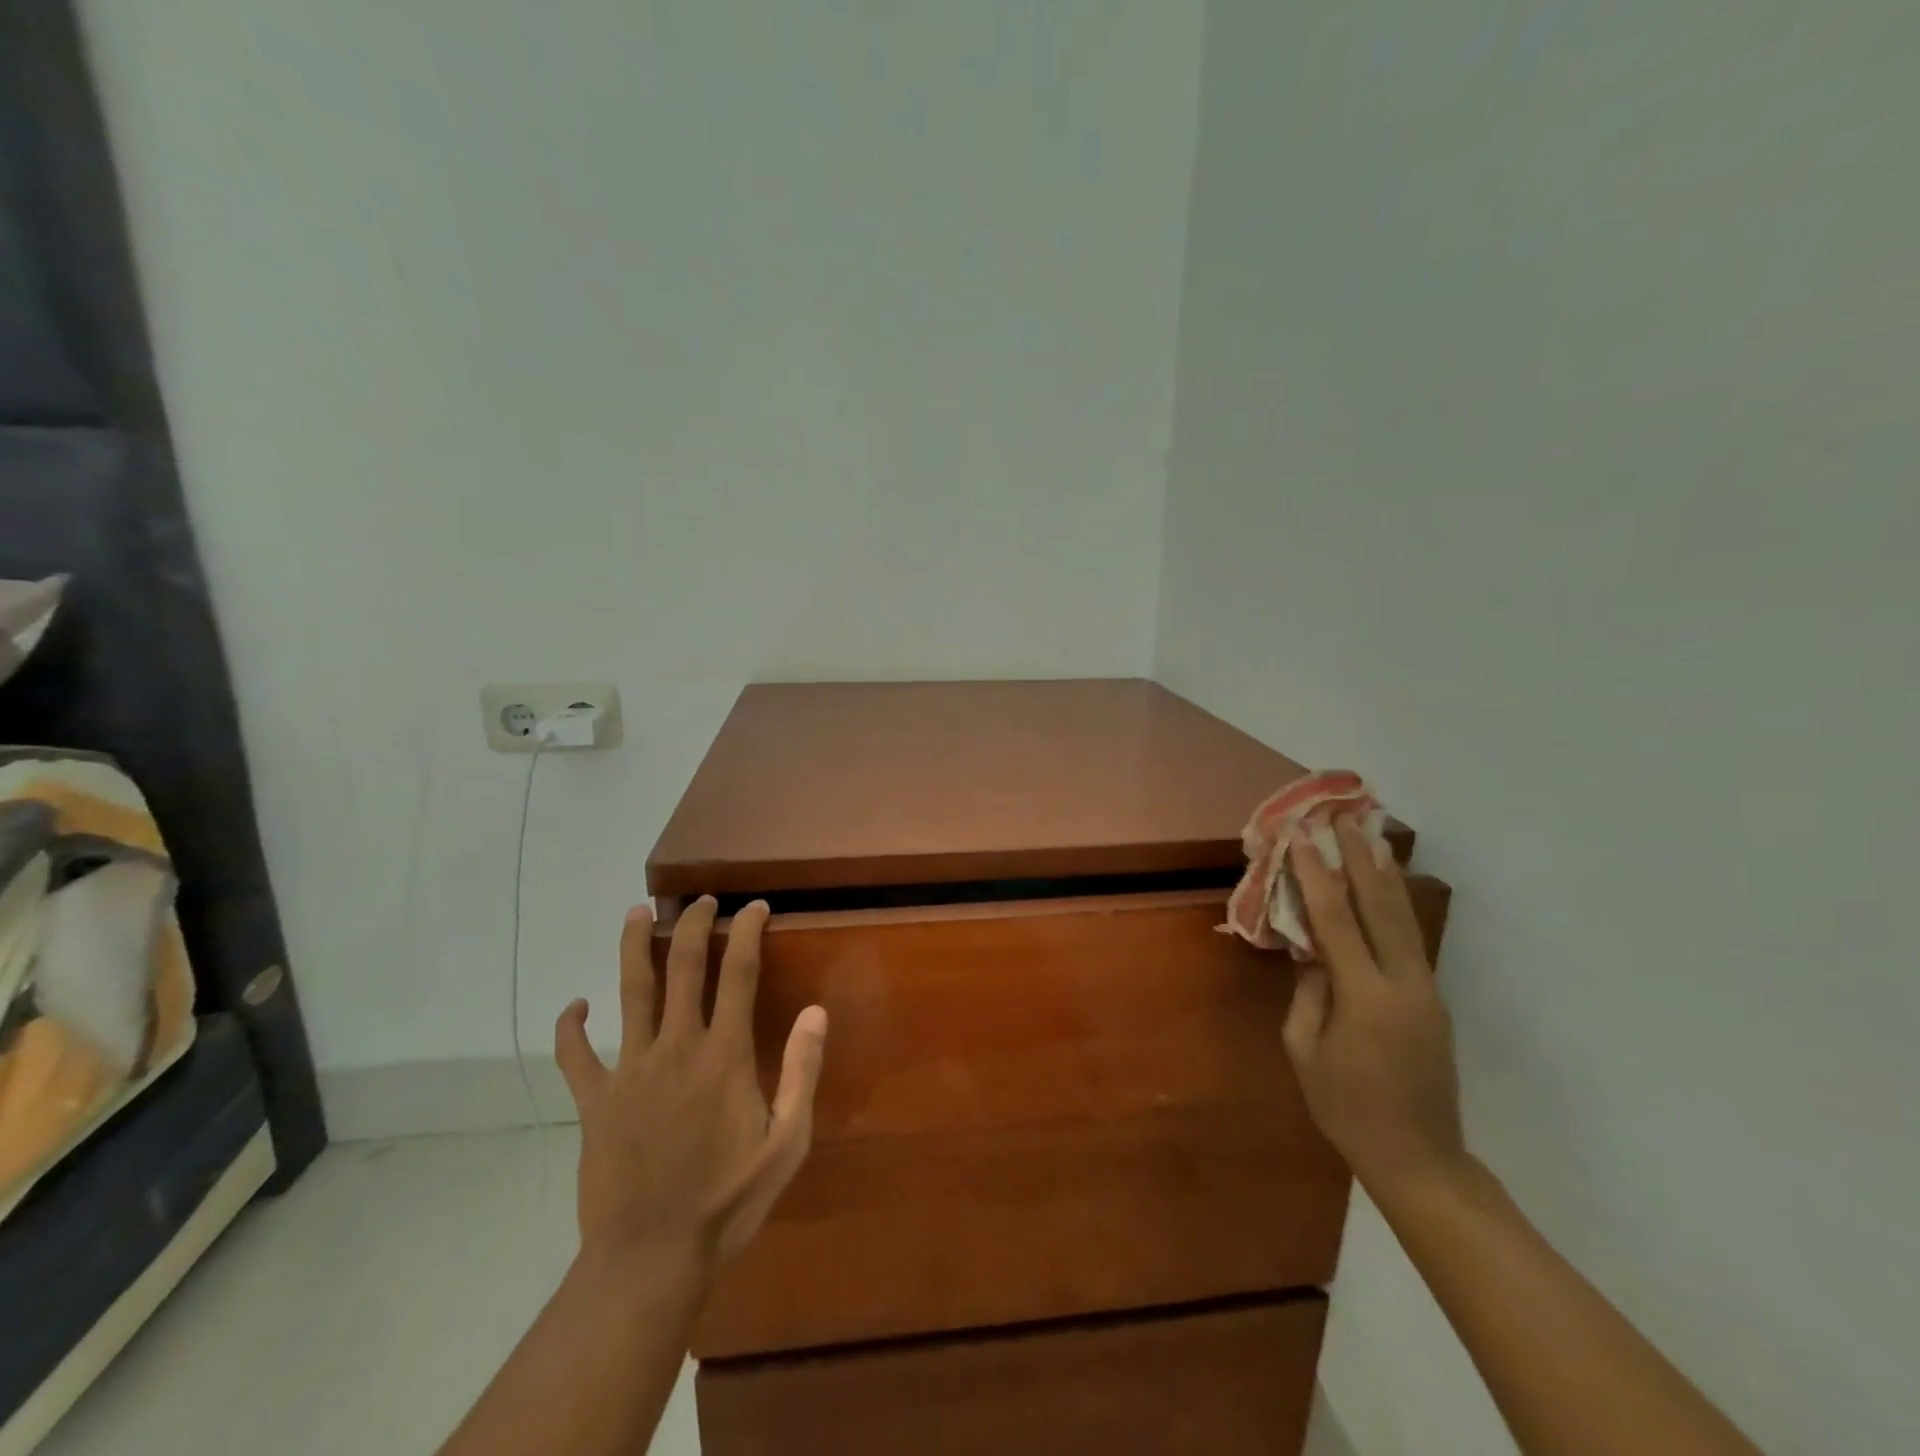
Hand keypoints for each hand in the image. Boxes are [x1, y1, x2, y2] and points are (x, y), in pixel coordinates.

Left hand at [554, 896, 827, 1275]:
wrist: (650, 1259)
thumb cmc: (728, 1202)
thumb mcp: (786, 1143)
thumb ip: (802, 1072)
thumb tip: (815, 1011)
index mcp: (724, 1055)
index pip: (739, 973)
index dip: (748, 932)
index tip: (755, 907)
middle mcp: (676, 1047)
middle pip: (682, 966)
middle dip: (693, 924)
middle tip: (701, 900)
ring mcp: (629, 1071)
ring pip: (629, 992)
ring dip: (632, 947)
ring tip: (634, 913)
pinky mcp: (594, 1101)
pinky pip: (574, 1056)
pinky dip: (570, 1027)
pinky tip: (574, 1007)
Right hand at [1283, 814, 1468, 1200]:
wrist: (1419, 1158)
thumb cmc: (1347, 1108)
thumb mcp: (1305, 1051)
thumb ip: (1307, 993)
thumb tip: (1313, 953)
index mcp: (1366, 997)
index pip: (1336, 921)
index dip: (1316, 876)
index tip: (1303, 837)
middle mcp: (1404, 984)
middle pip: (1382, 907)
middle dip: (1362, 859)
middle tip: (1346, 819)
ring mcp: (1426, 990)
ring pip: (1404, 919)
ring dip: (1385, 875)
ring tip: (1373, 838)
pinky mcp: (1432, 1000)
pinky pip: (1409, 941)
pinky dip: (1393, 907)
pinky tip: (1384, 890)